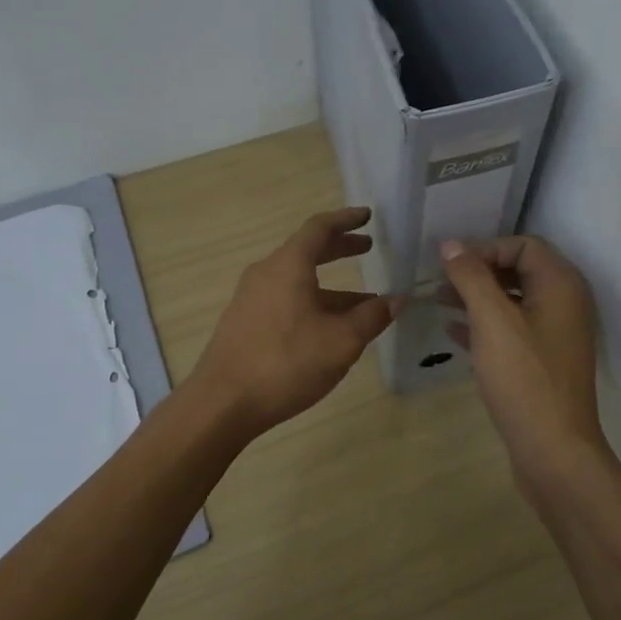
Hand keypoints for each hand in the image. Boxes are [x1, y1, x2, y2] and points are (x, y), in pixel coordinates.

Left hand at [189, 207, 399, 437]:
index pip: (319, 228)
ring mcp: (251, 298)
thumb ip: (372, 317)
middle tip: (367, 249)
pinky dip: (312, 301)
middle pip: (306, 250)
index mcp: (288, 266)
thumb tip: (398, 300)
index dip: (346, 219)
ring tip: (363, 302)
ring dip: (330, 285)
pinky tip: (329, 328)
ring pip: (297, 279)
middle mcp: (266, 273)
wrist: (222, 402)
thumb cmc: (286, 363)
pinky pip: (285, 299)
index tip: (367, 216)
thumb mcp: (341, 342)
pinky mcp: (245, 322)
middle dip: (339, 248)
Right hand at [439, 236, 605, 481]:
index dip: (485, 248)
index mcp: (560, 285)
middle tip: (440, 282)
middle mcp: (564, 303)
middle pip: (518, 270)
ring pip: (513, 301)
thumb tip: (451, 245)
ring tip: (439, 301)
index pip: (523, 245)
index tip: (450, 266)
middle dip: (478, 271)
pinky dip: (484, 324)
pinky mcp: (543, 361)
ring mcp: (555, 334)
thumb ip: (472, 278)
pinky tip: (452, 332)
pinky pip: (511, 329)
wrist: (554, 451)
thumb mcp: (493, 321)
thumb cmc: (524, 379)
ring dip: (477, 297)